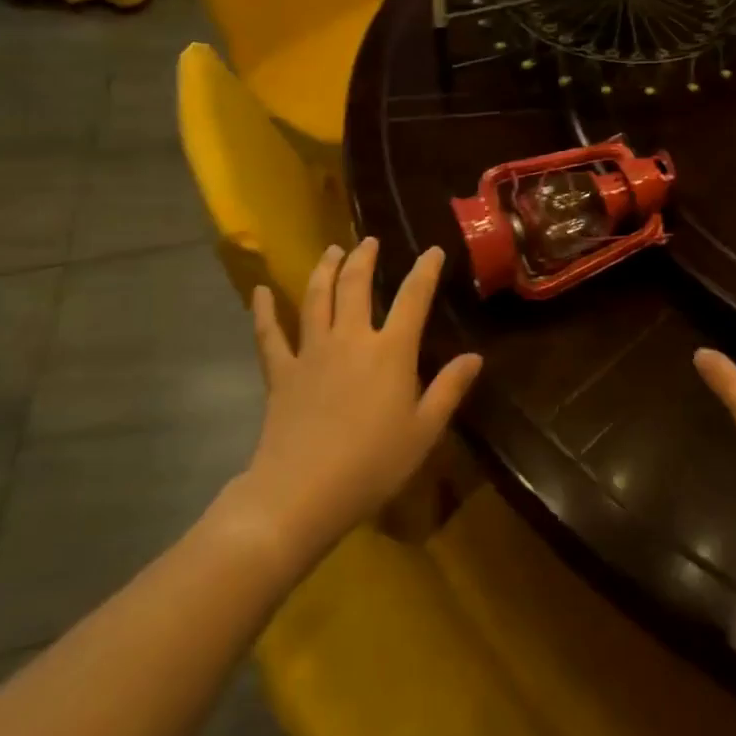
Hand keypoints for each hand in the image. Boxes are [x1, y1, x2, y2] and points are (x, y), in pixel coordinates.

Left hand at [239, 239, 481, 553]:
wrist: (301, 493)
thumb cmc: (372, 465)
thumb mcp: (423, 432)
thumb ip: (449, 389)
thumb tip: (475, 357)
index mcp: (391, 351)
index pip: (413, 298)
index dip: (425, 271)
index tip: (433, 251)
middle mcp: (350, 338)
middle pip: (356, 285)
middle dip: (365, 258)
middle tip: (369, 241)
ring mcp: (311, 352)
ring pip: (316, 298)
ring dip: (325, 269)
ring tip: (332, 250)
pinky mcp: (281, 372)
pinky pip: (269, 334)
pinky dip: (264, 311)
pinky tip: (261, 290)